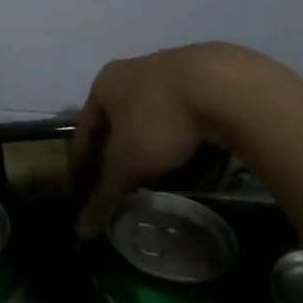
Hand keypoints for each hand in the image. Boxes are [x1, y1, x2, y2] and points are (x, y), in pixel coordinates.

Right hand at [73, 42, 302, 236]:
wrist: (221, 85)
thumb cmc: (158, 120)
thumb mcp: (127, 164)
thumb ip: (104, 195)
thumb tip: (81, 232)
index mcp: (103, 84)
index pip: (84, 130)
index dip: (82, 163)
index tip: (85, 190)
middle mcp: (130, 72)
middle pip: (116, 122)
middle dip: (117, 154)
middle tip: (122, 185)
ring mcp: (167, 71)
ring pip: (149, 116)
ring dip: (148, 145)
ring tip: (157, 175)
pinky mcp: (200, 77)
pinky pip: (180, 115)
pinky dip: (178, 137)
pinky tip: (189, 157)